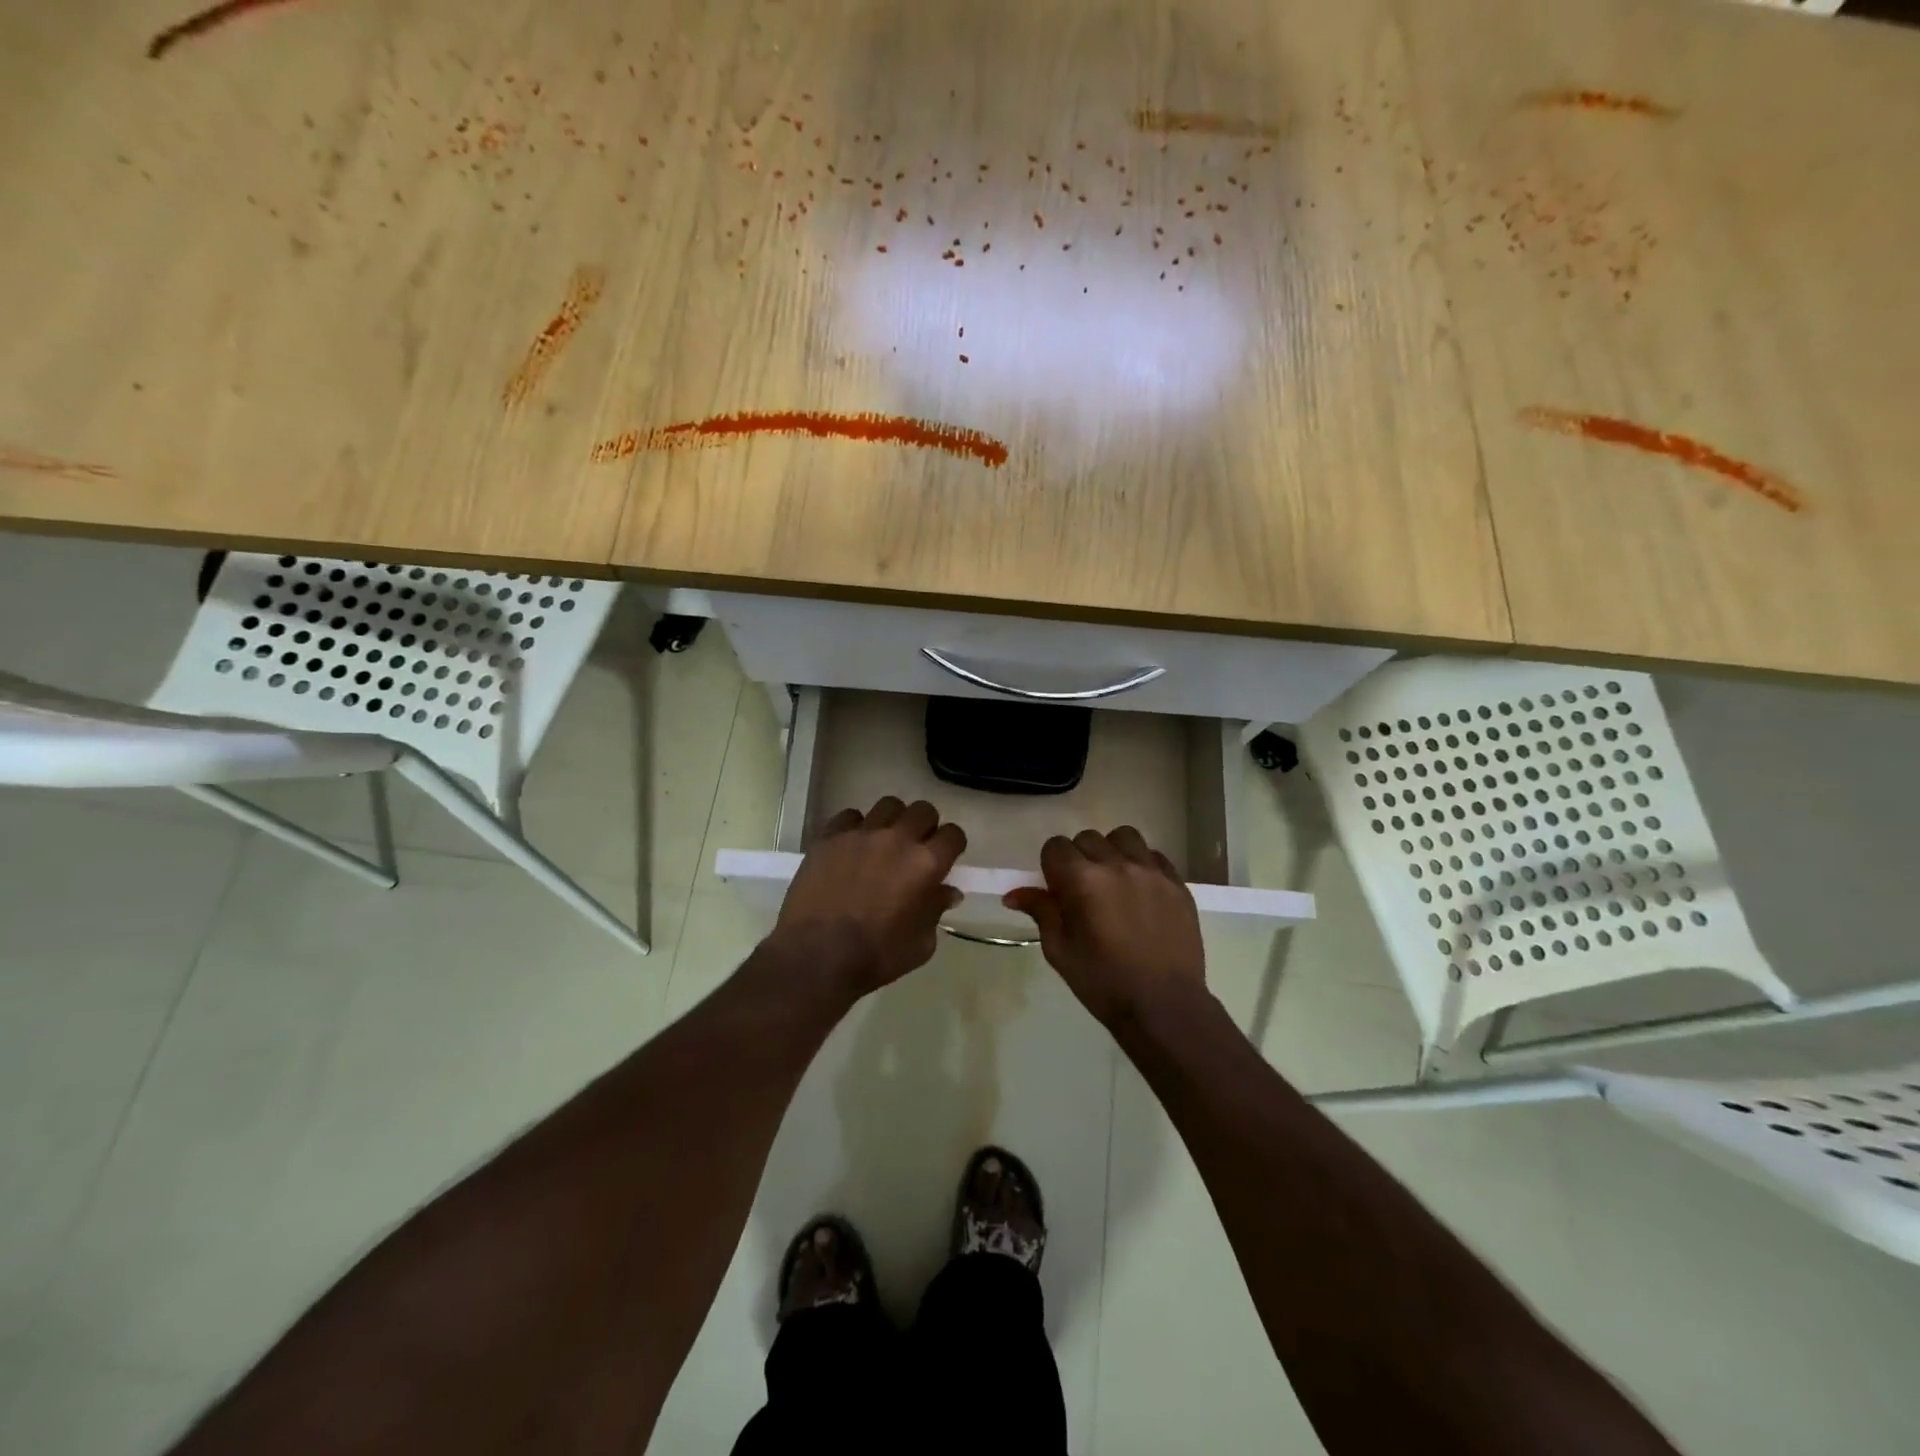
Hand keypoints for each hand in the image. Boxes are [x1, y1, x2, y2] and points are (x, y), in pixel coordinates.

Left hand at [772, 797, 966, 995]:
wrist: (816, 956)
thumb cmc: (876, 957)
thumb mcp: (921, 944)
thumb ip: (936, 911)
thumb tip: (947, 892)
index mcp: (926, 864)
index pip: (953, 835)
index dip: (952, 846)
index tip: (945, 858)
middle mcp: (897, 839)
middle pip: (923, 810)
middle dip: (926, 826)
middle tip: (916, 847)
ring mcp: (861, 834)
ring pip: (888, 805)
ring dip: (893, 821)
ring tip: (884, 841)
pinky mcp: (830, 836)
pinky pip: (850, 816)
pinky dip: (856, 827)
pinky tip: (851, 847)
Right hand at [1003, 827, 1206, 1025]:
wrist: (1164, 1006)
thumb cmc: (1103, 982)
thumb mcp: (1060, 951)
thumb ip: (1041, 912)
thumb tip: (1013, 895)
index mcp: (1082, 880)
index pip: (1055, 846)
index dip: (1051, 865)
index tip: (1056, 889)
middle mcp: (1116, 865)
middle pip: (1087, 838)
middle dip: (1078, 858)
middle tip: (1082, 890)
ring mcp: (1151, 871)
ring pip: (1123, 837)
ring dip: (1111, 851)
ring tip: (1113, 880)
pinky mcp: (1176, 883)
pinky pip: (1154, 855)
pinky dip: (1141, 863)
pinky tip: (1140, 889)